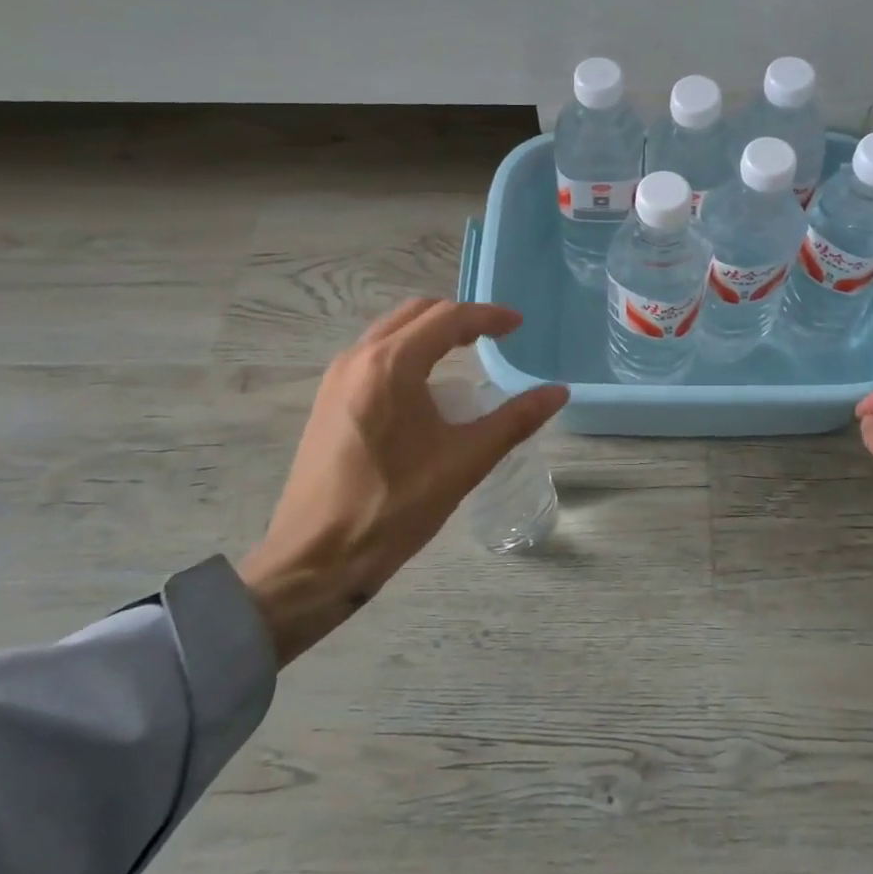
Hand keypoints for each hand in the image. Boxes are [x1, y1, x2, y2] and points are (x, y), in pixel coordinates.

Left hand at [239, 299, 567, 666]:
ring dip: (430, 331)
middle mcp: (359, 358)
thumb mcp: (464, 462)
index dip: (488, 317)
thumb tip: (558, 392)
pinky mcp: (328, 400)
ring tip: (465, 353)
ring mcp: (337, 378)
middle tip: (494, 336)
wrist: (314, 560)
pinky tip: (424, 384)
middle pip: (417, 313)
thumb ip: (515, 420)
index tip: (518, 325)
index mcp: (392, 364)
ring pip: (391, 330)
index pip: (448, 319)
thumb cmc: (394, 507)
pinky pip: (374, 353)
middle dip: (459, 317)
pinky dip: (406, 350)